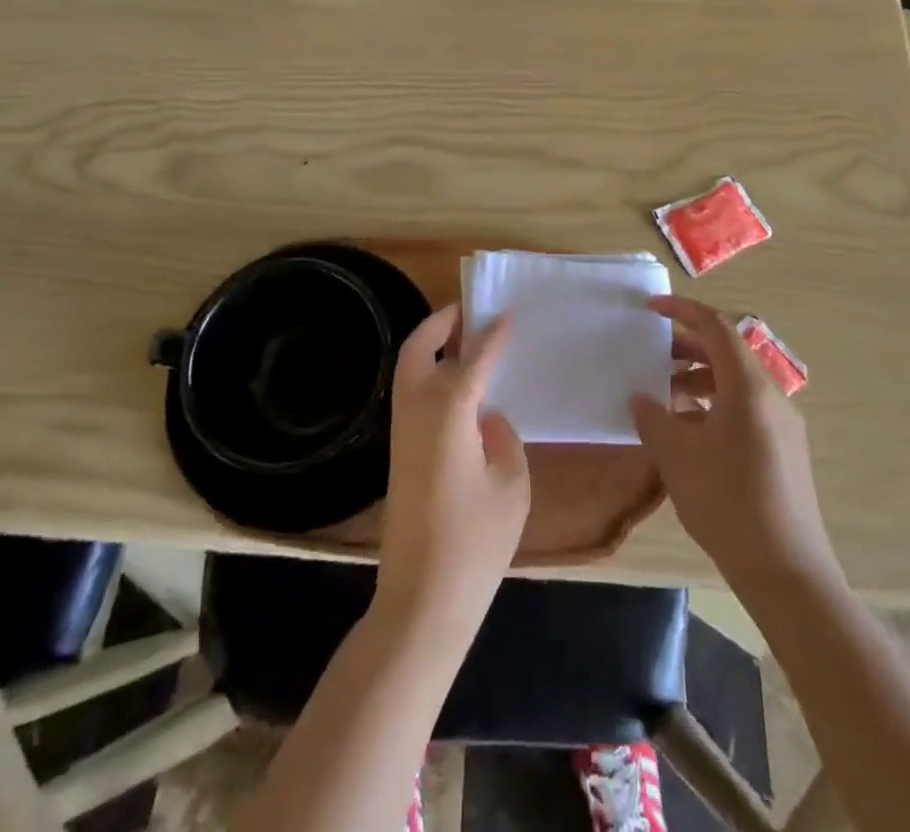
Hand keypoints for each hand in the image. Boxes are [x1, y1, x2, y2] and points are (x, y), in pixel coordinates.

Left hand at [375, 305, 529, 643]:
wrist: (422, 598)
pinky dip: (429, 372)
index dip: (493, 334)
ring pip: (409, 369)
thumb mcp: (511, 484)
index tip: (508, 314)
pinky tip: (457, 385)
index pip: (473, 358)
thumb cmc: (476, 541)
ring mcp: (401, 431)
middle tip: (469, 310)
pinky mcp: (398, 452)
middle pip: (420, 348)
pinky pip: (411, 393)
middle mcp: (417, 410)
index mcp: (448, 410)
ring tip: (465, 338)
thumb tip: (485, 417)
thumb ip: (502, 437)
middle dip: (442, 323)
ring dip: (432, 345)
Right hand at [632, 297, 838, 595]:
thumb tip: (642, 399)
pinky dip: (716, 405)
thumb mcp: (677, 457)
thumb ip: (654, 419)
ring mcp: (783, 425)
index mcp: (748, 387)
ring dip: (700, 380)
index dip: (683, 311)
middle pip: (728, 353)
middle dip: (688, 348)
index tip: (651, 310)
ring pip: (737, 384)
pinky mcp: (786, 451)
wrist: (787, 573)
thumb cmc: (727, 503)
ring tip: (666, 398)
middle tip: (652, 356)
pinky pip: (747, 409)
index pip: (716, 328)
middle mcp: (772, 397)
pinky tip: (692, 434)